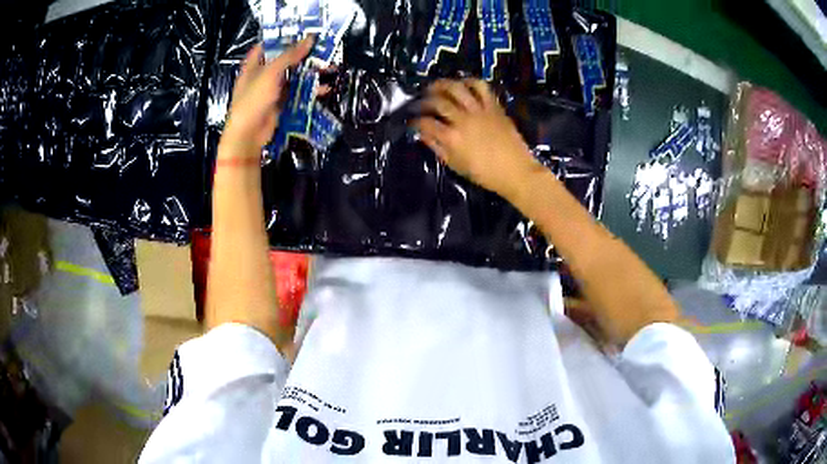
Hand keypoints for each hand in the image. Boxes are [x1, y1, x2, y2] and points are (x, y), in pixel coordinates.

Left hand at [219, 38, 313, 157]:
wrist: (248, 135)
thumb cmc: (253, 100)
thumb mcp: (270, 73)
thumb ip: (290, 55)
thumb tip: (310, 39)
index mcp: (254, 64)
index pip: (268, 45)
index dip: (283, 37)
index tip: (303, 32)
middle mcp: (263, 74)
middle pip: (286, 59)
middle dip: (305, 54)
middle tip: (324, 48)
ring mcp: (273, 89)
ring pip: (295, 76)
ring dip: (312, 72)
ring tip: (330, 67)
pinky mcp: (282, 103)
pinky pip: (299, 93)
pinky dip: (311, 90)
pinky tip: (325, 89)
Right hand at [414, 79, 544, 201]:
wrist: (516, 171)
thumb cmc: (484, 174)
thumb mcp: (455, 165)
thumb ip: (437, 148)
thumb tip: (423, 135)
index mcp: (451, 138)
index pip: (425, 123)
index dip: (414, 121)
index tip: (412, 121)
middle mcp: (463, 120)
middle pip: (437, 102)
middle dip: (424, 101)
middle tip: (420, 102)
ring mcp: (479, 110)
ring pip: (456, 88)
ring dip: (442, 84)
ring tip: (435, 87)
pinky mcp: (494, 106)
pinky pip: (481, 87)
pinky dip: (469, 81)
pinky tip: (462, 84)